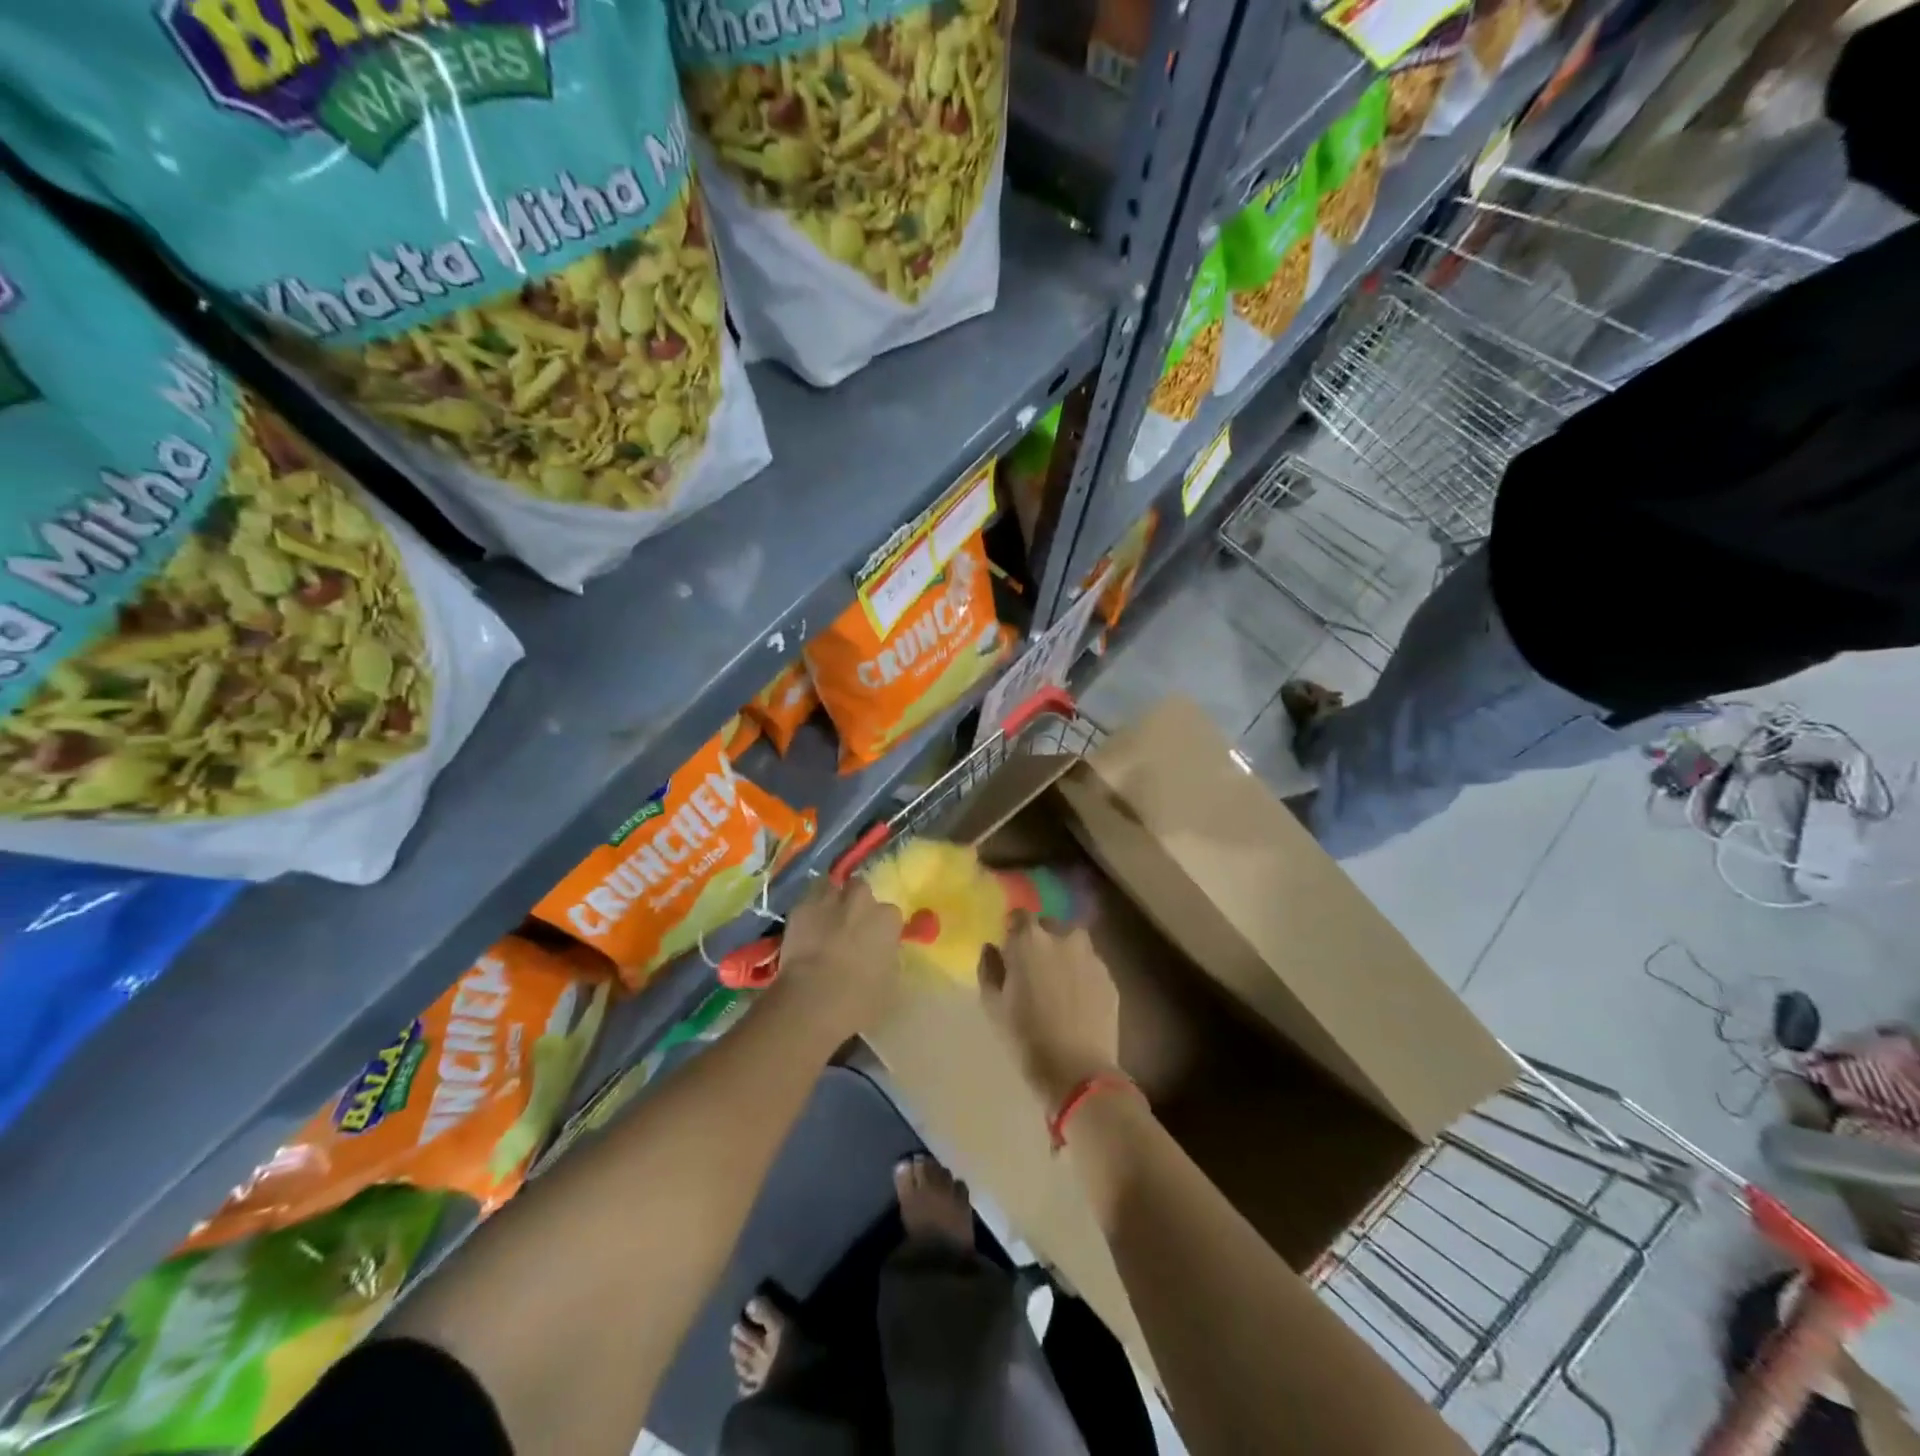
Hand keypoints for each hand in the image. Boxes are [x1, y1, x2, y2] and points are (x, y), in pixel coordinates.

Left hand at [772, 878, 903, 1041]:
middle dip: (857, 903)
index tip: (876, 943)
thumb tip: (884, 955)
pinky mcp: (799, 908)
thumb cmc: (860, 999)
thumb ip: (890, 960)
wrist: (812, 1000)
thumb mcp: (891, 985)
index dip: (881, 928)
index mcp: (887, 918)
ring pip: (832, 889)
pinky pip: (807, 902)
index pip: (890, 914)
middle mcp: (860, 900)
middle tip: (850, 928)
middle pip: (861, 889)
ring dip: (831, 901)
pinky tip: (804, 930)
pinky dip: (808, 913)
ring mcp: (827, 900)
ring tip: (826, 922)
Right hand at [979, 913, 1120, 1108]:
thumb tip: (992, 948)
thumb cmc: (1025, 1037)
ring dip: (1064, 955)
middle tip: (1033, 968)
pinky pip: (1091, 966)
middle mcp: (1064, 938)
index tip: (1009, 948)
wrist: (1077, 1071)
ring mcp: (1092, 957)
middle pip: (1049, 926)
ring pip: (1074, 944)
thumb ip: (989, 968)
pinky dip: (1082, 975)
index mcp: (1030, 940)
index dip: (1013, 930)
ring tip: (1058, 984)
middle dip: (1040, 939)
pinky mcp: (1110, 978)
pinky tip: (1077, 1001)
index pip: (1019, 915)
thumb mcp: (993, 1005)